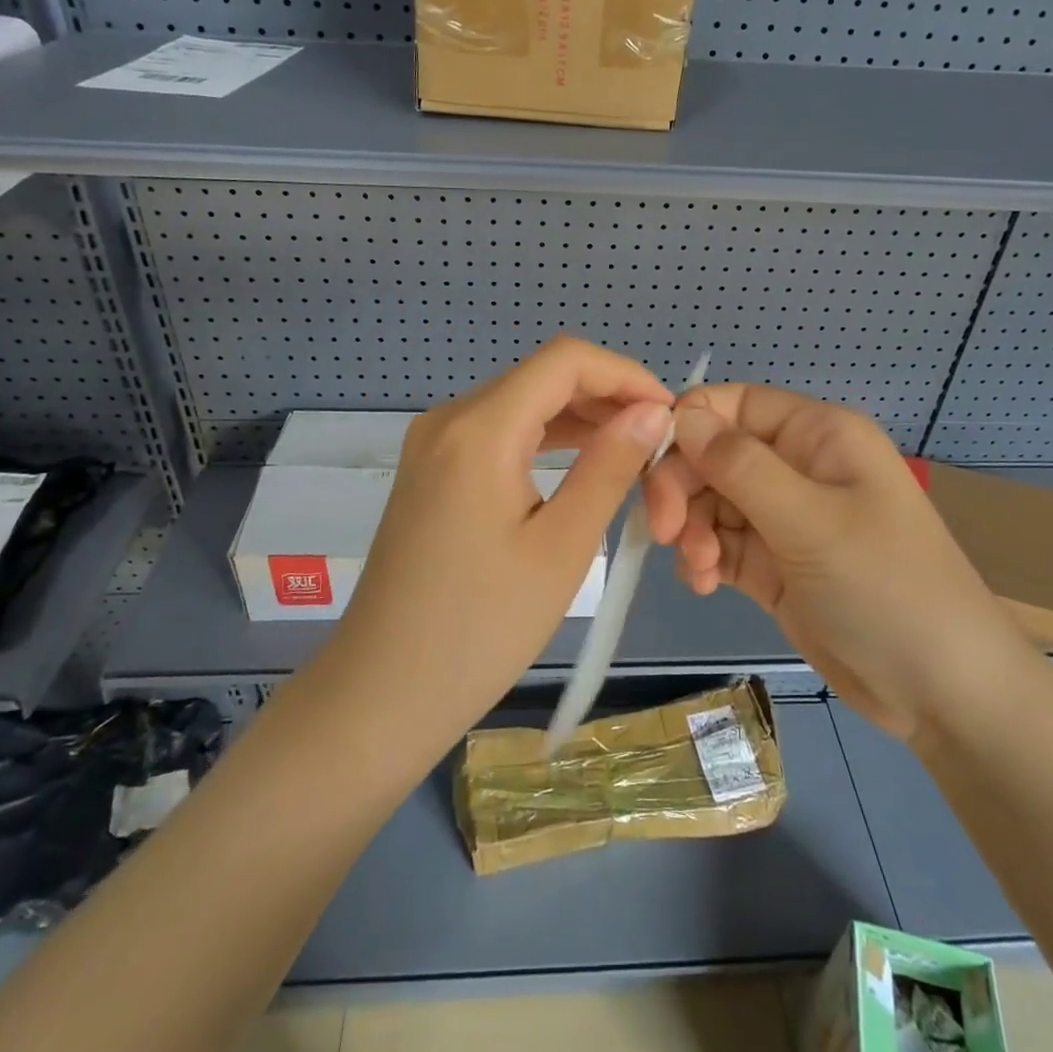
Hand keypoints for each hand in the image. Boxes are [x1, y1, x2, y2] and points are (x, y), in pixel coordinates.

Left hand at [324, 335, 673, 752]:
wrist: (384, 691)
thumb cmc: (481, 627)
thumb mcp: (562, 546)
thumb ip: (609, 466)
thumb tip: (653, 412)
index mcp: (479, 428)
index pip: (564, 360)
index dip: (624, 373)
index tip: (669, 413)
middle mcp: (449, 418)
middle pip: (541, 375)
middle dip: (605, 395)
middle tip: (657, 440)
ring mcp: (434, 443)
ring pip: (521, 401)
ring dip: (578, 416)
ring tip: (631, 450)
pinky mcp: (431, 469)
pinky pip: (497, 431)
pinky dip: (544, 437)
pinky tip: (579, 461)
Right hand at [644, 384, 1025, 740]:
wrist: (944, 694)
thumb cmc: (886, 588)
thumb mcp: (810, 522)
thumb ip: (740, 465)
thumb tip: (680, 416)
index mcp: (817, 435)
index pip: (734, 405)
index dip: (688, 424)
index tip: (651, 466)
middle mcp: (798, 466)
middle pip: (714, 454)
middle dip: (684, 487)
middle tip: (666, 530)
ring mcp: (785, 517)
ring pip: (711, 501)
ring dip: (692, 529)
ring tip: (697, 569)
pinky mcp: (774, 564)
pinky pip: (720, 543)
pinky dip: (703, 557)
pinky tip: (703, 583)